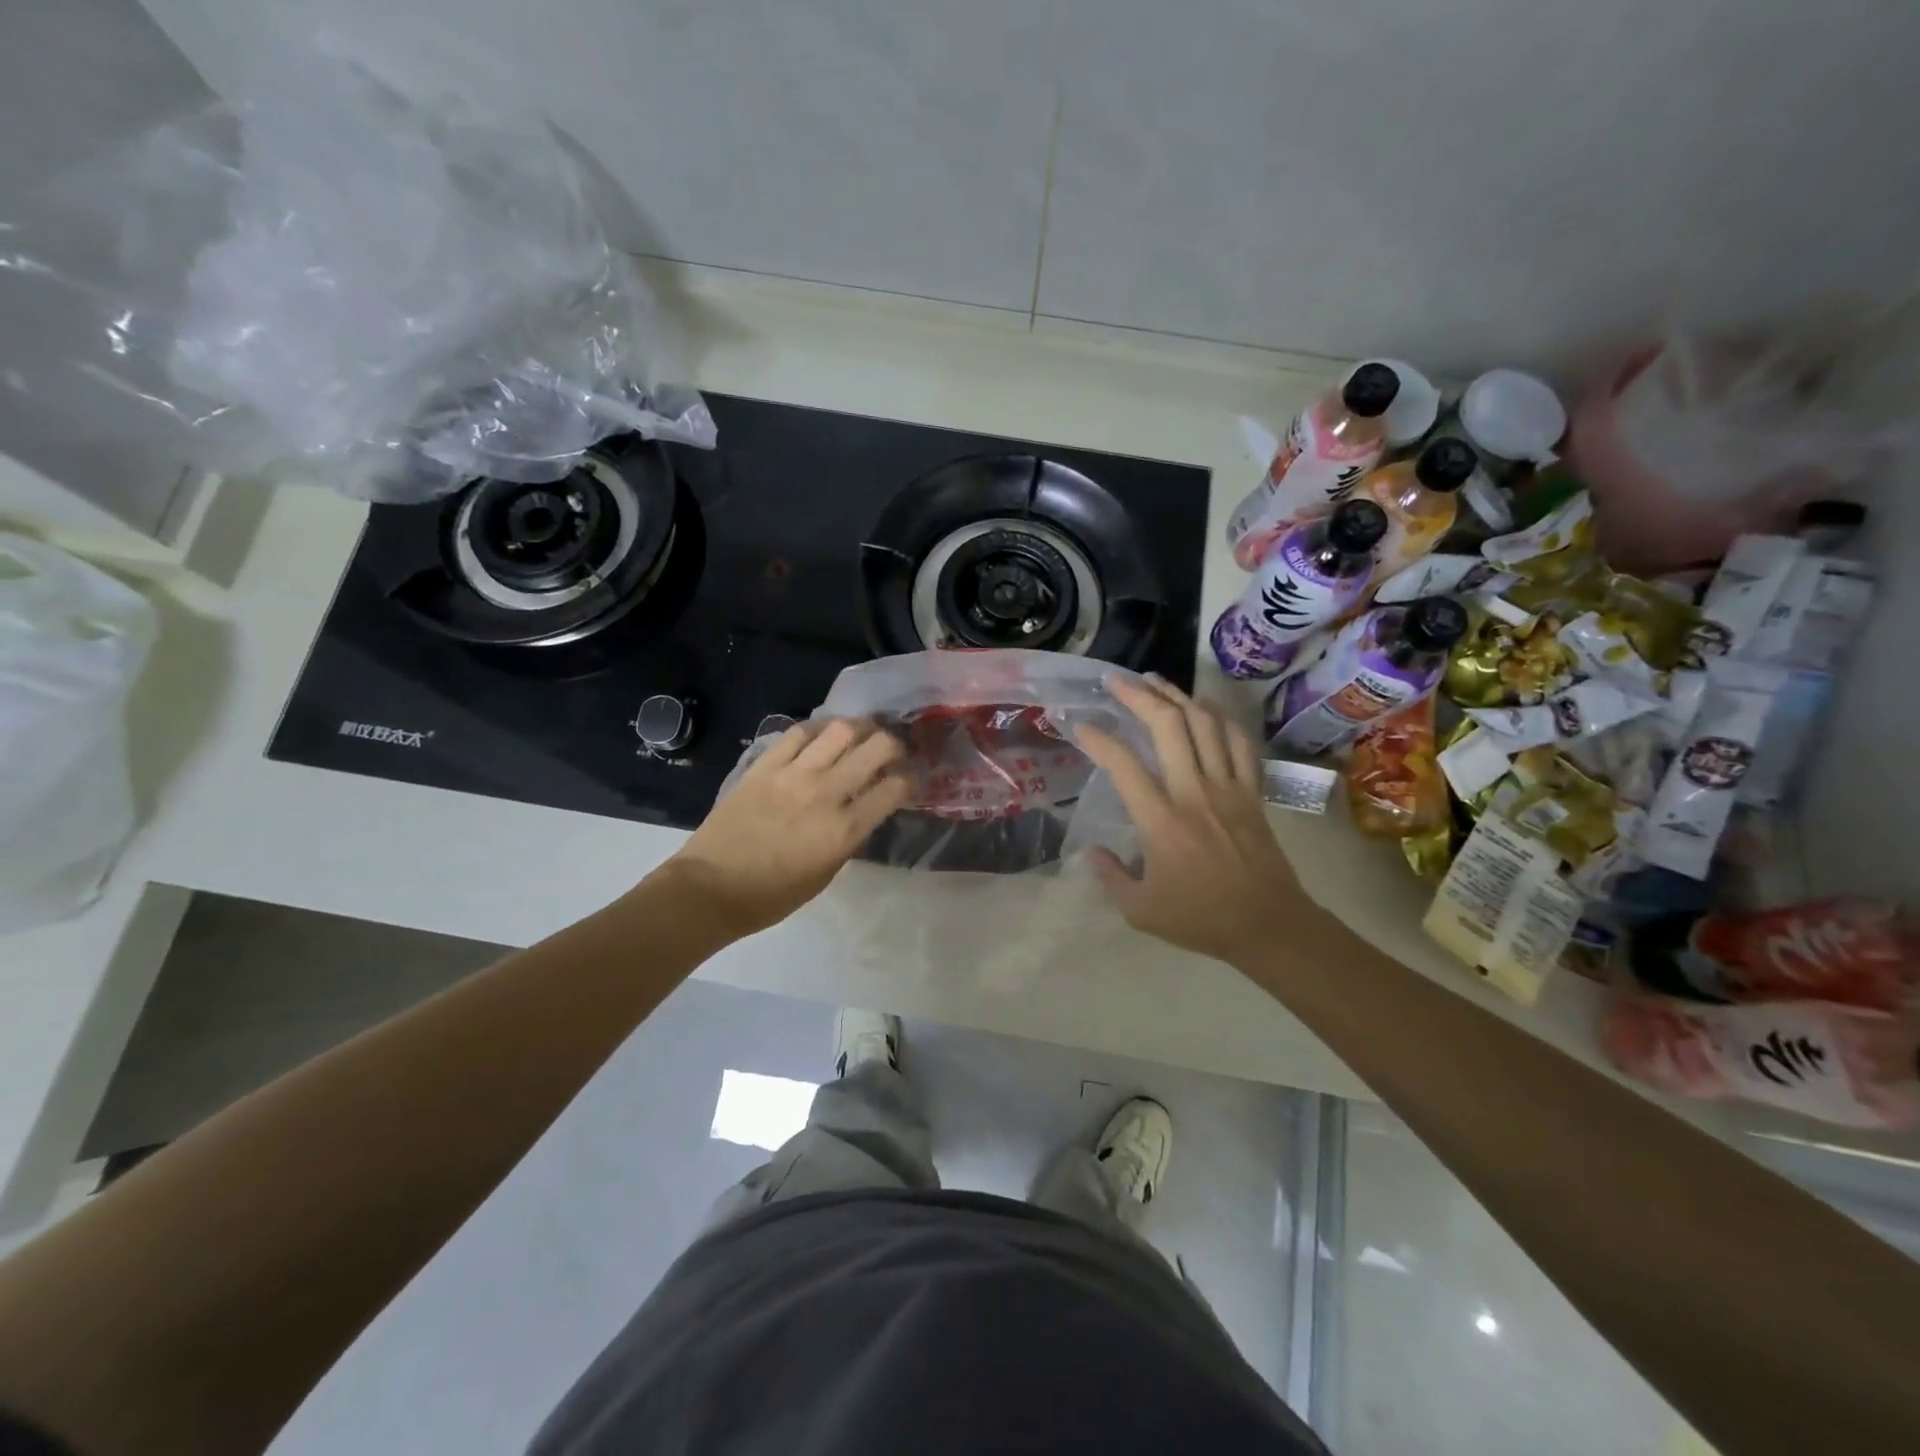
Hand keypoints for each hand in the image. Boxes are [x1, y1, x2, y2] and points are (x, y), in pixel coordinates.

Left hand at [663, 718, 910, 934]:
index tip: (909, 782)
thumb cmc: (772, 896)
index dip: (910, 780)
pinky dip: (817, 730)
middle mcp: (825, 793)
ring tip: (860, 735)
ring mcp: (793, 774)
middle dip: (893, 745)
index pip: (894, 789)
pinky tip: (821, 736)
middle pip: (875, 748)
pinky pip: (798, 733)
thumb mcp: (825, 874)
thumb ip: (849, 839)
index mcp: (844, 829)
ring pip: (839, 730)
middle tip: (891, 752)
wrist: (710, 888)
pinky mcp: (764, 765)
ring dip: (859, 728)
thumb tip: (862, 812)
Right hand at [1076, 675, 1318, 966]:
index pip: (1123, 765)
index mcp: (1161, 820)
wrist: (1268, 925)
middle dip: (1139, 695)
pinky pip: (1239, 741)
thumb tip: (1091, 850)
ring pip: (1205, 723)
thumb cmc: (1200, 919)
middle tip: (1116, 681)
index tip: (1081, 725)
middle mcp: (1194, 792)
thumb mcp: (1139, 911)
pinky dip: (1220, 717)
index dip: (1098, 739)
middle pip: (1168, 726)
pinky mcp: (1251, 791)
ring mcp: (1227, 787)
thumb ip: (1109, 877)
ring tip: (1154, 681)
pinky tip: (1204, 707)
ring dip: (1177, 695)